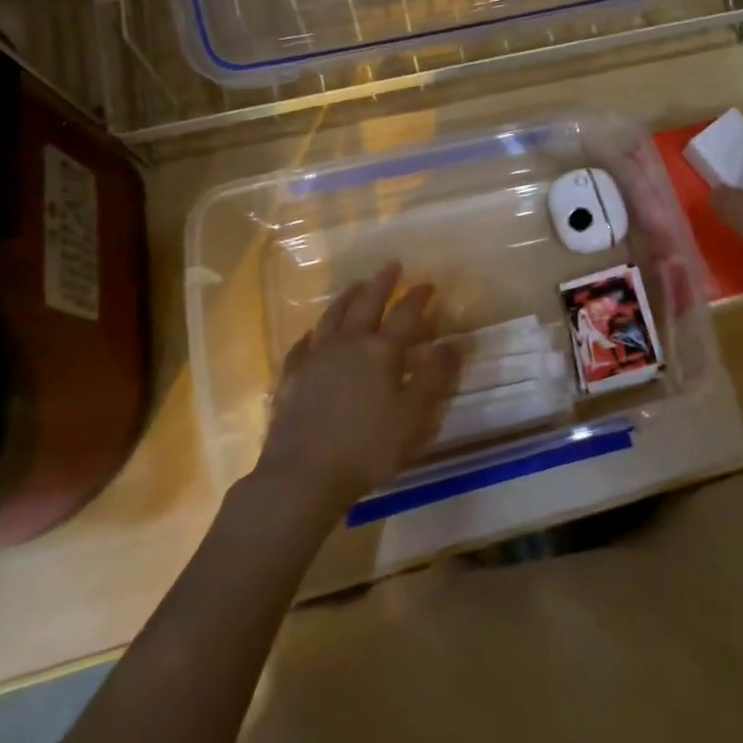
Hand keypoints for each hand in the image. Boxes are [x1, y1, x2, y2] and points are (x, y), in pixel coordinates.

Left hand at [253, 263, 459, 510]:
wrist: (302, 476)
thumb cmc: (367, 448)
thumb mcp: (413, 416)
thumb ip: (434, 377)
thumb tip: (452, 343)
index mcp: (381, 351)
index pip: (405, 314)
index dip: (418, 297)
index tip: (428, 283)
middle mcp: (347, 345)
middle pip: (366, 304)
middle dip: (381, 283)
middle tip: (391, 265)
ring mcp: (315, 360)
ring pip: (332, 317)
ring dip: (346, 298)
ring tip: (356, 285)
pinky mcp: (291, 379)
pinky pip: (301, 347)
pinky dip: (311, 335)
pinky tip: (311, 334)